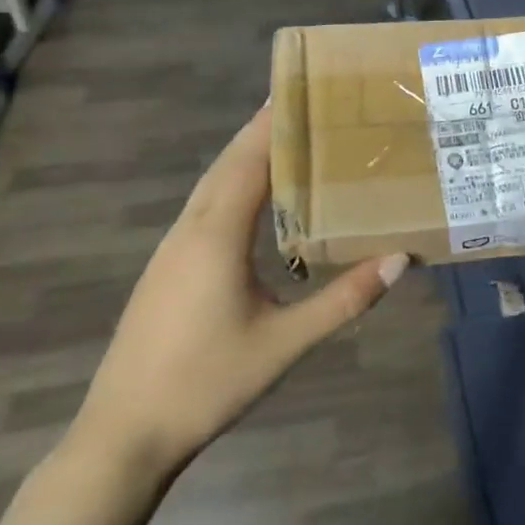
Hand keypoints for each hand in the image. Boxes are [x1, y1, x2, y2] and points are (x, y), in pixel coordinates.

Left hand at [69, 103, 408, 479]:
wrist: (123, 435)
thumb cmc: (207, 382)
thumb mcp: (286, 342)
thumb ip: (345, 299)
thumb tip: (401, 258)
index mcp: (216, 235)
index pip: (249, 161)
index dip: (273, 123)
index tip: (300, 89)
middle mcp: (190, 230)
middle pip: (227, 163)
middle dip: (261, 129)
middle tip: (304, 104)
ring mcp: (171, 249)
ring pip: (211, 185)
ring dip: (245, 156)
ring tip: (287, 139)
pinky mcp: (166, 268)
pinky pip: (204, 207)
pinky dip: (232, 185)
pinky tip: (253, 199)